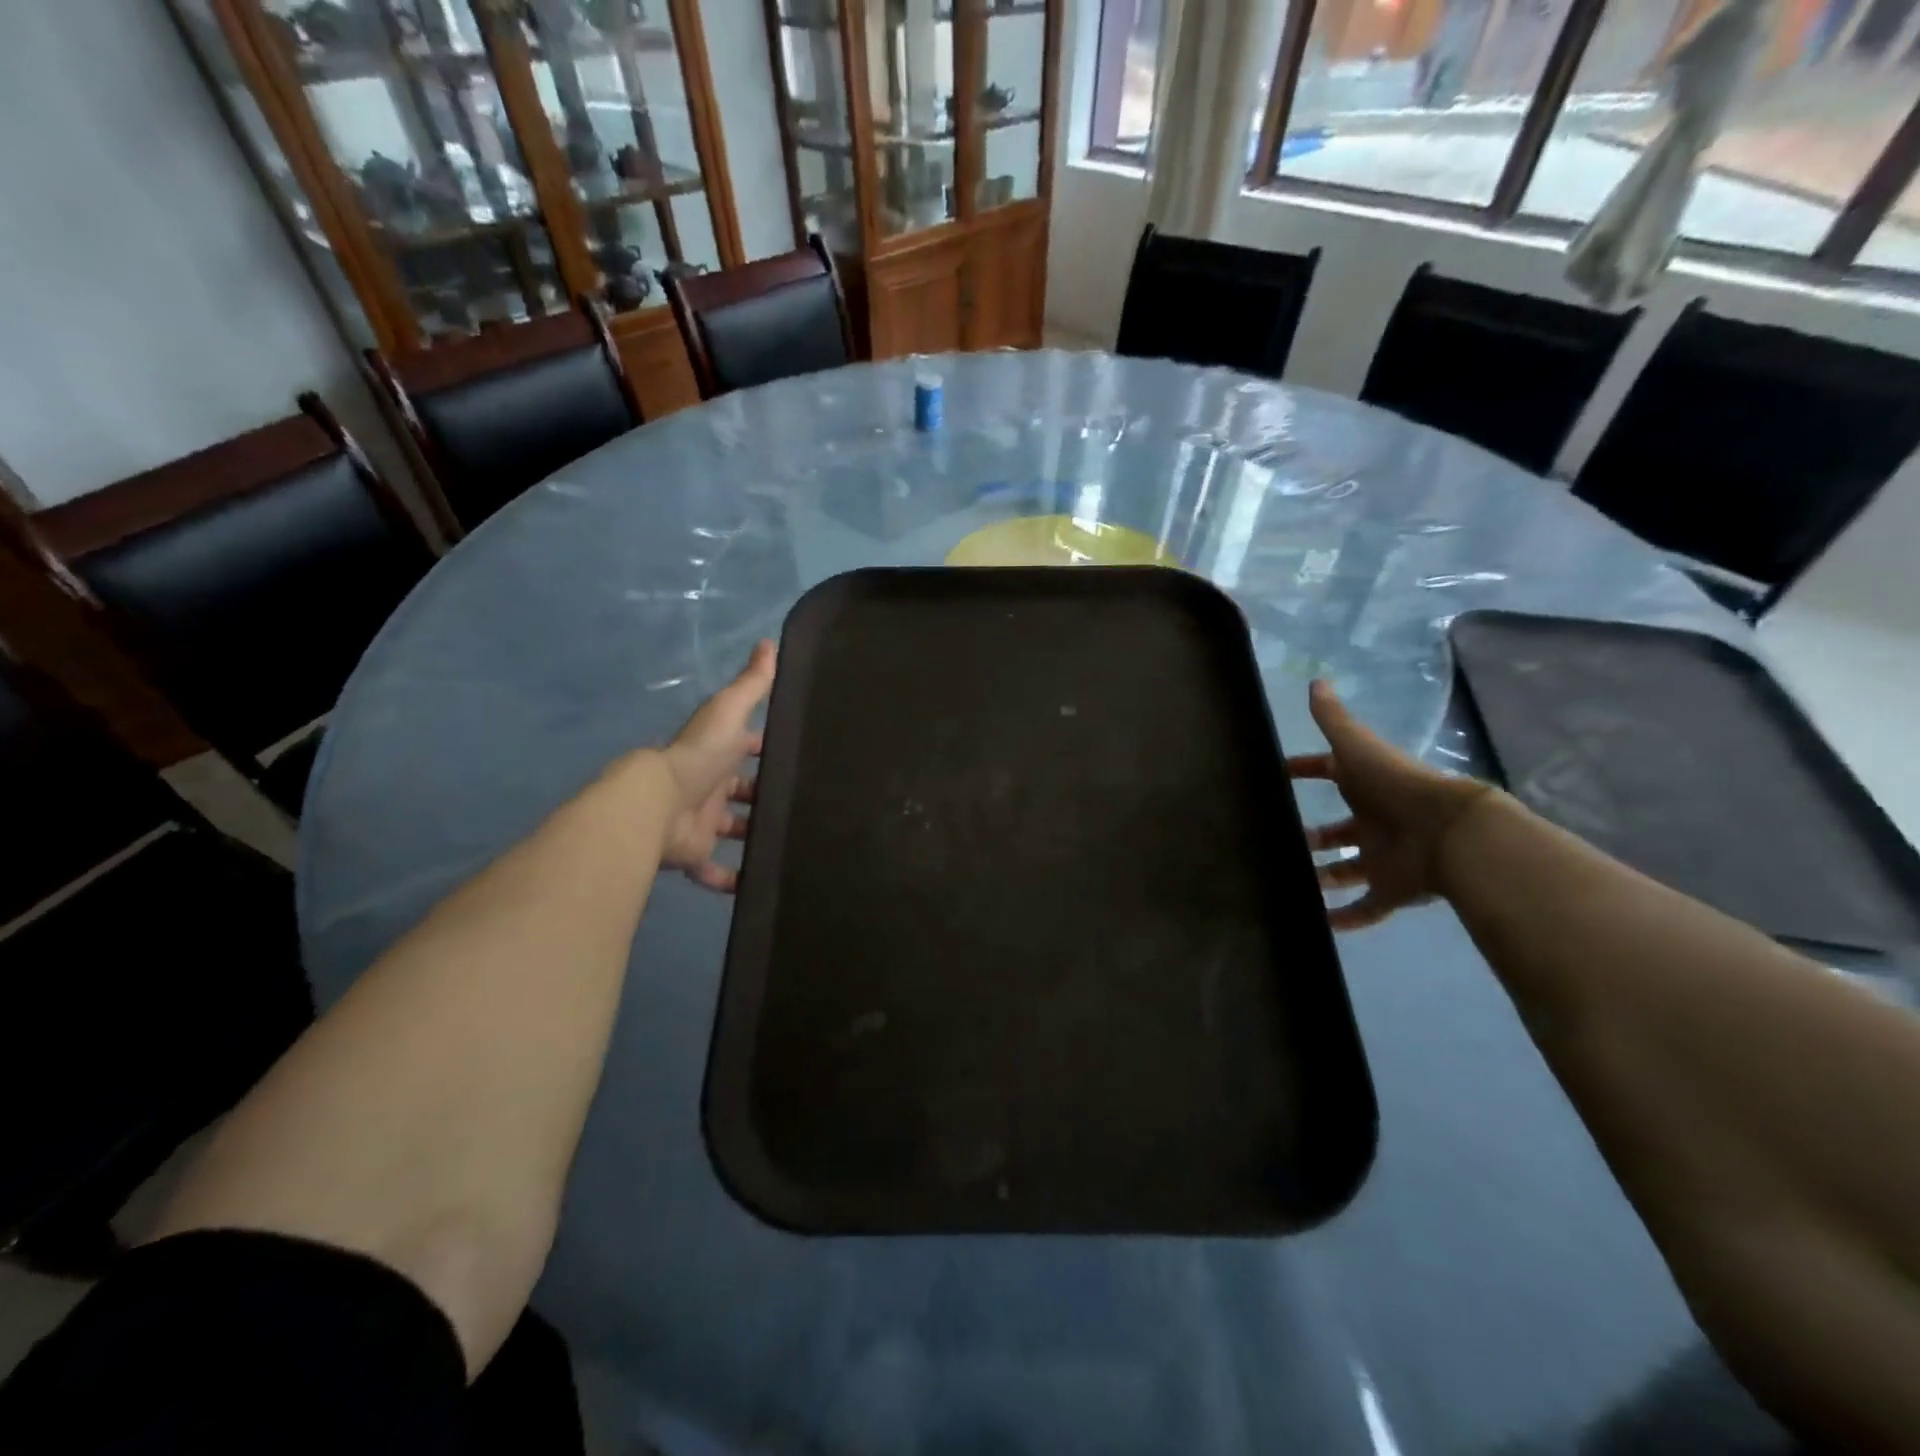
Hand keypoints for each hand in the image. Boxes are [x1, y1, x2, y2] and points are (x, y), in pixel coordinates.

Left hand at [656, 641, 775, 892]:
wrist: (657, 805)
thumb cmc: (699, 756)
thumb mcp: (729, 711)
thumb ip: (751, 684)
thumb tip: (769, 642)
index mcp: (718, 754)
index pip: (745, 747)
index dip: (765, 747)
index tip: (796, 752)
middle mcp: (709, 786)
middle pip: (740, 791)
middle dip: (764, 795)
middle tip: (802, 803)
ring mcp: (701, 822)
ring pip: (731, 829)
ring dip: (753, 834)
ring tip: (791, 841)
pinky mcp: (694, 854)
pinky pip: (713, 870)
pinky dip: (731, 879)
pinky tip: (758, 884)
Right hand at [1288, 679, 1491, 930]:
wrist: (1448, 832)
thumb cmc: (1394, 785)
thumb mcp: (1356, 746)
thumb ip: (1333, 719)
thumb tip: (1316, 681)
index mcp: (1365, 785)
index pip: (1329, 773)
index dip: (1304, 770)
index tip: (1276, 775)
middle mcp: (1373, 821)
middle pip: (1338, 830)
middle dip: (1312, 835)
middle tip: (1279, 840)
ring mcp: (1382, 858)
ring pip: (1346, 870)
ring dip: (1322, 877)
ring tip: (1288, 882)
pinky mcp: (1391, 891)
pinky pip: (1365, 908)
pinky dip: (1344, 918)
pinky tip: (1318, 924)